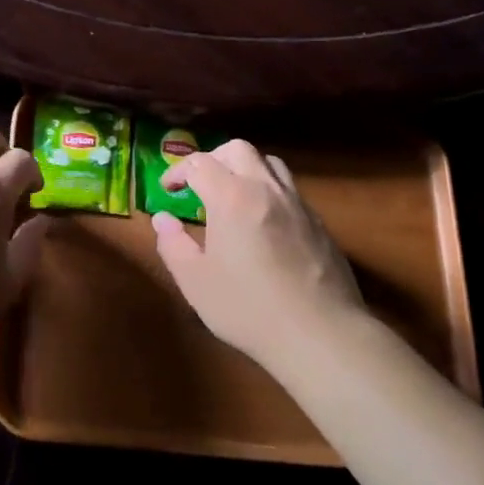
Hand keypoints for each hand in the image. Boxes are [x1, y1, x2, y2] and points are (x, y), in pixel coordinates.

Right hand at [154, 139, 365, 371]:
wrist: (321, 335)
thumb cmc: (249, 308)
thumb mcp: (196, 281)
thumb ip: (173, 244)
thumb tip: (163, 219)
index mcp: (231, 197)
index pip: (199, 163)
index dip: (178, 172)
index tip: (168, 190)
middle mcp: (265, 188)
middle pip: (238, 150)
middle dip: (213, 159)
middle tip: (199, 184)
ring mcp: (297, 203)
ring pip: (269, 163)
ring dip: (246, 169)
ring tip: (233, 196)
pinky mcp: (318, 223)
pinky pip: (289, 191)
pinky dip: (269, 192)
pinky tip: (264, 224)